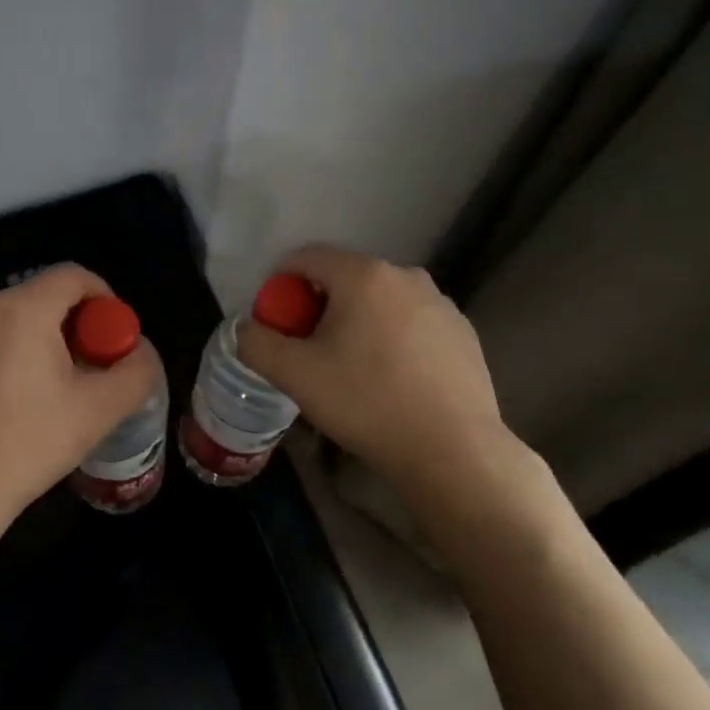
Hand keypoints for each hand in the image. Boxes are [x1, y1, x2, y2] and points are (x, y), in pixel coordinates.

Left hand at [0, 264, 163, 551]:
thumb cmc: (26, 443)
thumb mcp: (98, 411)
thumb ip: (136, 372)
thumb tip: (141, 351)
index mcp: (23, 308)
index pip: (74, 276)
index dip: (104, 299)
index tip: (114, 339)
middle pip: (43, 297)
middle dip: (74, 326)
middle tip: (89, 371)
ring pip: (13, 321)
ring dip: (40, 343)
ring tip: (51, 393)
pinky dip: (8, 356)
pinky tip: (10, 405)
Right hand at [236, 245, 554, 554]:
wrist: (453, 451)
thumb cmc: (367, 403)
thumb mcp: (295, 375)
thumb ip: (256, 343)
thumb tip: (246, 329)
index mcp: (363, 275)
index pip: (306, 257)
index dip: (280, 285)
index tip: (276, 323)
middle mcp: (405, 276)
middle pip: (344, 278)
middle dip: (318, 306)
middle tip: (308, 351)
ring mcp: (440, 303)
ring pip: (380, 301)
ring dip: (357, 322)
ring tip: (351, 369)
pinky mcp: (463, 332)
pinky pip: (411, 322)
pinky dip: (392, 338)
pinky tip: (392, 380)